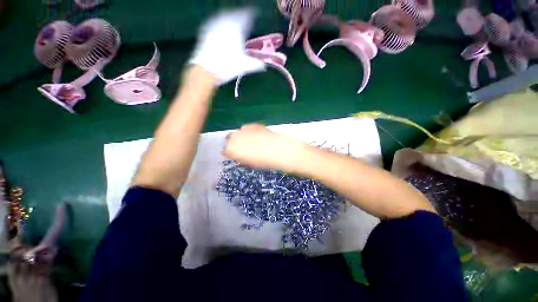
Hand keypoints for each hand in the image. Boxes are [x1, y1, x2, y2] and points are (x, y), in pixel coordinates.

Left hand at [189, 9, 264, 84]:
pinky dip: (219, 21)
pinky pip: (214, 21)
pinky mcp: (206, 31)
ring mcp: (214, 26)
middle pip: (234, 14)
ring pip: (223, 16)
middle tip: (245, 16)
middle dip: (240, 14)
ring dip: (230, 15)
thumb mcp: (243, 66)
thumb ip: (255, 64)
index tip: (255, 14)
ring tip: (233, 17)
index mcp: (236, 30)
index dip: (251, 15)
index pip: (245, 17)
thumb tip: (264, 66)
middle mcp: (225, 24)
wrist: (206, 69)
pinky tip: (219, 24)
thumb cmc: (227, 67)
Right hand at [223, 124, 305, 170]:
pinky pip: (248, 128)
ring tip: (251, 142)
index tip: (233, 156)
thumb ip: (242, 159)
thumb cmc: (268, 162)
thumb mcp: (253, 164)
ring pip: (238, 132)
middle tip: (243, 149)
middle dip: (234, 144)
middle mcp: (236, 138)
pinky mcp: (255, 125)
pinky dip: (250, 132)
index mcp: (234, 150)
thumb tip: (238, 157)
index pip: (226, 151)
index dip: (230, 153)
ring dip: (242, 137)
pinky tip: (257, 136)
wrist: (284, 151)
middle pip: (230, 139)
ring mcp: (246, 130)